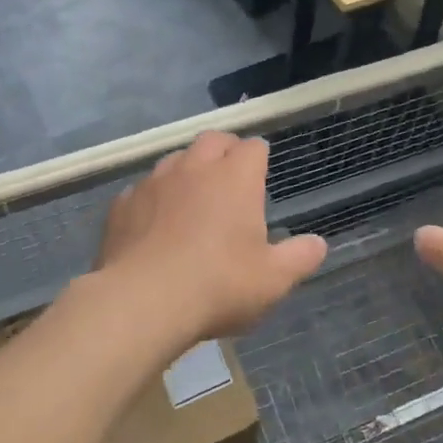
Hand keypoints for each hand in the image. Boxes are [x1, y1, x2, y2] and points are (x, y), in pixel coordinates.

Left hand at [98, 132, 326, 348]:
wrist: (141, 302)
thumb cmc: (218, 285)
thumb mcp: (273, 280)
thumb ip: (300, 257)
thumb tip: (319, 244)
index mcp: (235, 178)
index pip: (253, 147)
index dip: (259, 157)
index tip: (261, 175)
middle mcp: (195, 168)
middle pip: (213, 139)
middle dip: (225, 150)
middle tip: (230, 175)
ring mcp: (154, 182)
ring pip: (175, 159)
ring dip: (188, 170)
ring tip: (192, 197)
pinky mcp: (122, 204)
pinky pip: (142, 189)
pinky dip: (154, 198)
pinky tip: (154, 224)